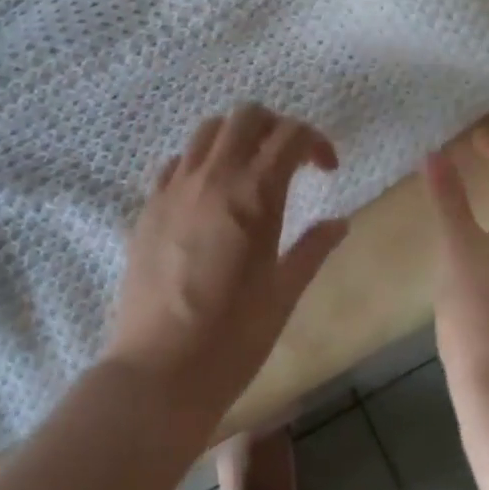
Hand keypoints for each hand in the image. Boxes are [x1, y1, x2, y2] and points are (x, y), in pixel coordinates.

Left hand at [104, 105, 348, 431]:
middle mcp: (214, 177)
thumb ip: (313, 249)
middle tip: (288, 160)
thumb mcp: (284, 294)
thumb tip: (339, 222)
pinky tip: (208, 195)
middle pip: (247, 115)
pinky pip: (177, 161)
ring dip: (236, 137)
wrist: (159, 373)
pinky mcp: (149, 205)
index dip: (316, 141)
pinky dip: (199, 162)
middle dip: (275, 126)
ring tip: (248, 170)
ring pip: (208, 129)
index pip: (291, 134)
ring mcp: (176, 187)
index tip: (326, 169)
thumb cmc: (233, 339)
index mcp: (255, 194)